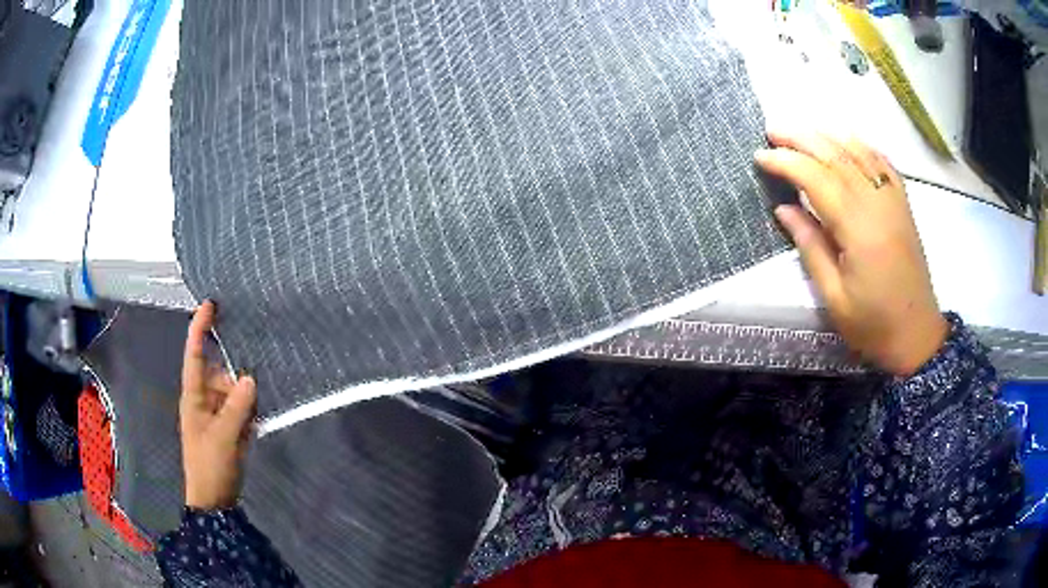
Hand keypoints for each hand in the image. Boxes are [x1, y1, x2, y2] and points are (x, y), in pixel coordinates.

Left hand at [180, 300, 256, 509]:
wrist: (214, 500)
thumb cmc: (210, 466)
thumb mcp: (222, 437)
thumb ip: (236, 407)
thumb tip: (249, 377)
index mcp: (194, 395)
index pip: (195, 354)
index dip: (200, 328)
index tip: (210, 303)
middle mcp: (205, 399)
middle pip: (220, 371)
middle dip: (235, 369)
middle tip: (256, 361)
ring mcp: (218, 414)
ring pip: (234, 390)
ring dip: (247, 393)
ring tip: (263, 395)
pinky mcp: (230, 427)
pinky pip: (242, 408)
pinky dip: (252, 408)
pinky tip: (262, 413)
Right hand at [755, 131, 947, 375]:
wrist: (917, 335)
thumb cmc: (873, 324)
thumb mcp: (833, 297)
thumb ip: (810, 247)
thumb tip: (783, 209)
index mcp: (858, 229)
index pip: (817, 179)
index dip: (787, 163)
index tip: (760, 156)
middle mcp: (877, 204)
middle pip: (836, 156)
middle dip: (801, 139)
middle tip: (772, 130)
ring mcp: (893, 201)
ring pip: (858, 153)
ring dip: (827, 136)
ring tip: (802, 130)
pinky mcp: (903, 205)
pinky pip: (882, 162)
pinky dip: (861, 145)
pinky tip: (847, 139)